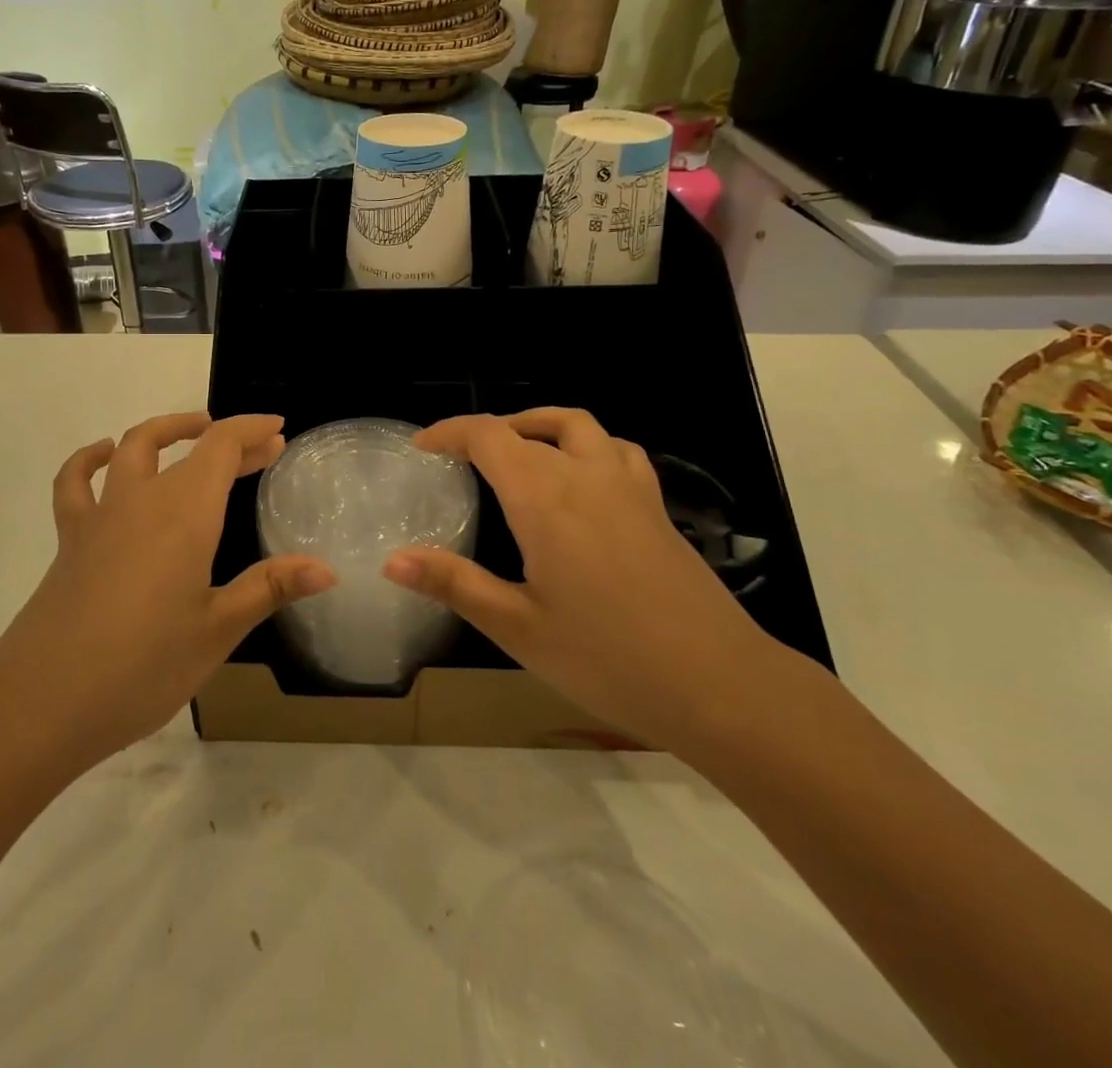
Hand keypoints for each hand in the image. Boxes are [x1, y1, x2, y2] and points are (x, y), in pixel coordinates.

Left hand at [0, 412, 333, 778]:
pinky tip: (105, 456)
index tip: (278, 430)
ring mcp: (101, 517)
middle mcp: (142, 500)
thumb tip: (327, 570)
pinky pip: (76, 483)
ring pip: (133, 449)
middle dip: (229, 441)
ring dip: (167, 432)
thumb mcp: (217, 630)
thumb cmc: (142, 667)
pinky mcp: (71, 540)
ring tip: (193, 432)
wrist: (42, 703)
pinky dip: (92, 460)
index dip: (252, 430)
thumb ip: (270, 588)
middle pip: (188, 447)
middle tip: (263, 450)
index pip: (221, 447)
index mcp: (185, 514)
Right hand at [383, 409, 778, 752]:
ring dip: (538, 426)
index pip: (489, 437)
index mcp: (545, 499)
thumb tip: (391, 560)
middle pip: (527, 429)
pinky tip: (582, 479)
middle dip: (485, 434)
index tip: (422, 446)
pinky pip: (617, 451)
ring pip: (578, 426)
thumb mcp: (518, 628)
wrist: (720, 685)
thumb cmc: (608, 659)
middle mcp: (585, 476)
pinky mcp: (656, 508)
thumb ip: (454, 584)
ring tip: (516, 451)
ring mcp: (628, 487)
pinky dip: (587, 445)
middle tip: (457, 459)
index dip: (450, 432)